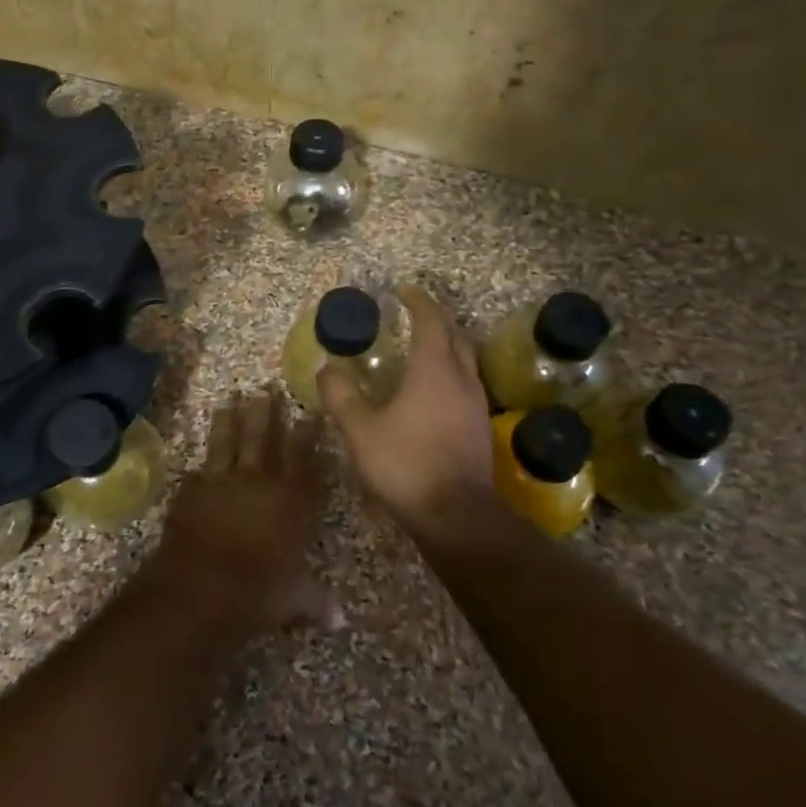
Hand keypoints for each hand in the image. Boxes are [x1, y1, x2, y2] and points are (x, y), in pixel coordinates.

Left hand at [147, 389, 340, 635]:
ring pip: (227, 442)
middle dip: (266, 412)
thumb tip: (341, 622)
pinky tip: (198, 463)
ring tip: (230, 399)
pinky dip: (200, 467)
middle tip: (266, 388)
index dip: (309, 435)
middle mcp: (258, 482)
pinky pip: (198, 472)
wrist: (202, 584)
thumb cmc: (259, 590)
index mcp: (290, 500)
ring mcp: (221, 481)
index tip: (312, 412)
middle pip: (263, 438)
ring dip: (229, 420)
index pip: (304, 459)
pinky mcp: (191, 490)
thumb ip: (316, 601)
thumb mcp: (294, 598)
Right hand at [318, 285, 493, 525]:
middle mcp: (461, 379)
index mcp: (434, 370)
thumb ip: (341, 395)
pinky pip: (467, 382)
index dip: (418, 303)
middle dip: (436, 319)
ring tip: (422, 346)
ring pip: (465, 360)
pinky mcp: (479, 427)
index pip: (431, 322)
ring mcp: (476, 404)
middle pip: (455, 336)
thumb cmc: (406, 464)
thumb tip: (326, 368)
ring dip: (446, 345)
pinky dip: (450, 370)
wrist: (456, 515)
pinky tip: (434, 389)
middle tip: (413, 314)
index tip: (403, 291)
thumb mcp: (361, 429)